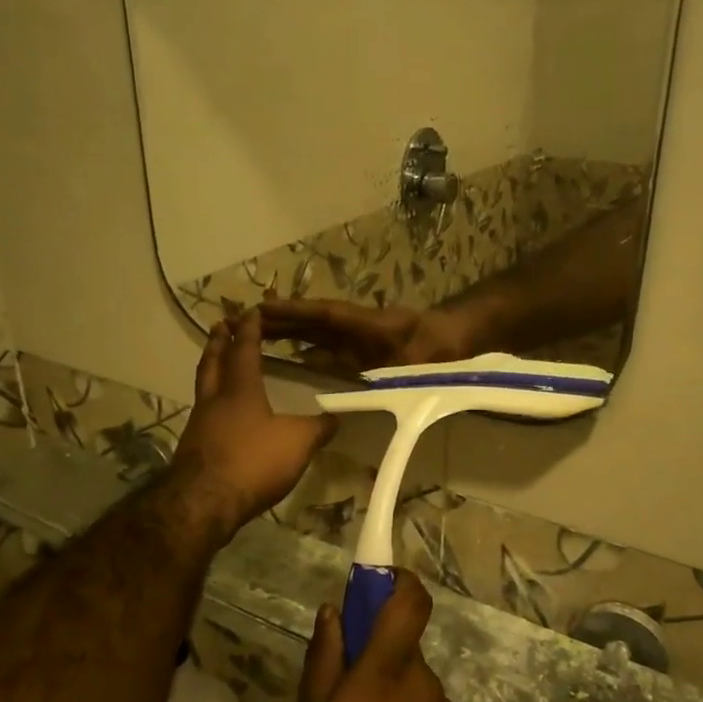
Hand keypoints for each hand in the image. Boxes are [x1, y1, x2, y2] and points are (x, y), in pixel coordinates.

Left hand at [163, 310, 337, 544]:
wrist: (204, 503)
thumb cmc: (253, 462)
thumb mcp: (298, 443)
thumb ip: (318, 428)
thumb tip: (336, 417)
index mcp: (240, 390)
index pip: (244, 350)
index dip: (249, 330)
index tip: (250, 311)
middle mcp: (215, 400)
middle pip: (213, 362)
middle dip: (219, 341)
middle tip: (221, 324)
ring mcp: (199, 424)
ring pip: (204, 386)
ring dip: (211, 368)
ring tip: (218, 361)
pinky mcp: (193, 448)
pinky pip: (203, 412)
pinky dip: (211, 401)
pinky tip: (220, 412)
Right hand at [259, 297, 475, 374]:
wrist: (461, 340)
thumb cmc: (442, 347)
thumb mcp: (423, 361)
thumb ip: (399, 375)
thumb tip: (373, 391)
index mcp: (367, 324)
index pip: (324, 315)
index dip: (294, 312)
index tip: (262, 309)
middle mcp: (357, 328)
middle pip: (312, 321)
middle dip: (280, 320)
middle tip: (241, 320)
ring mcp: (358, 339)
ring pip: (316, 334)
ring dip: (288, 333)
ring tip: (252, 336)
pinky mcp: (362, 351)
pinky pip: (327, 349)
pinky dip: (305, 351)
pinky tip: (288, 362)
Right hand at [293, 571, 459, 701]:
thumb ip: (323, 661)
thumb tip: (333, 612)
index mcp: (388, 670)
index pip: (411, 601)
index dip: (398, 580)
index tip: (374, 581)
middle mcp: (422, 680)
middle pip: (402, 643)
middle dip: (373, 653)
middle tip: (336, 692)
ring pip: (407, 677)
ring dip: (382, 689)